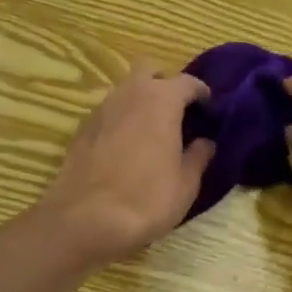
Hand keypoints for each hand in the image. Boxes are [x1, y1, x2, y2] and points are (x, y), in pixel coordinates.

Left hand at [37, 61, 213, 268]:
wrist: (84, 220)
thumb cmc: (146, 200)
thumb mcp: (186, 184)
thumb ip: (198, 157)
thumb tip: (205, 142)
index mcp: (161, 100)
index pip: (188, 82)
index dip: (202, 94)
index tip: (210, 110)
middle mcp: (129, 94)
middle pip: (150, 71)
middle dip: (165, 84)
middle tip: (178, 112)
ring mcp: (101, 109)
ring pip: (125, 90)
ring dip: (141, 101)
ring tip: (152, 131)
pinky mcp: (81, 129)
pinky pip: (108, 113)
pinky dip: (121, 120)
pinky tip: (126, 147)